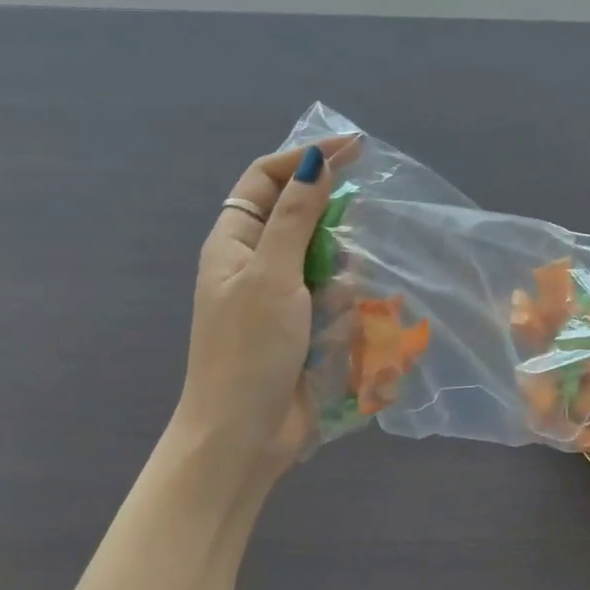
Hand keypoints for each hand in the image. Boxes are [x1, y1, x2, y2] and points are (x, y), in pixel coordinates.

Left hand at [177, 137, 356, 477]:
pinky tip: (341, 329)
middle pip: (300, 216)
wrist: (241, 438)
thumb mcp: (273, 276)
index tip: (355, 150)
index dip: (307, 157)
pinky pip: (333, 297)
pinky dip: (343, 306)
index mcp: (234, 241)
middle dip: (331, 223)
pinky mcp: (302, 327)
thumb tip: (317, 161)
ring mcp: (279, 297)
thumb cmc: (249, 351)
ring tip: (336, 303)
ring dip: (339, 274)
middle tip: (356, 233)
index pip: (268, 177)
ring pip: (324, 259)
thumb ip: (297, 217)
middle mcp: (255, 262)